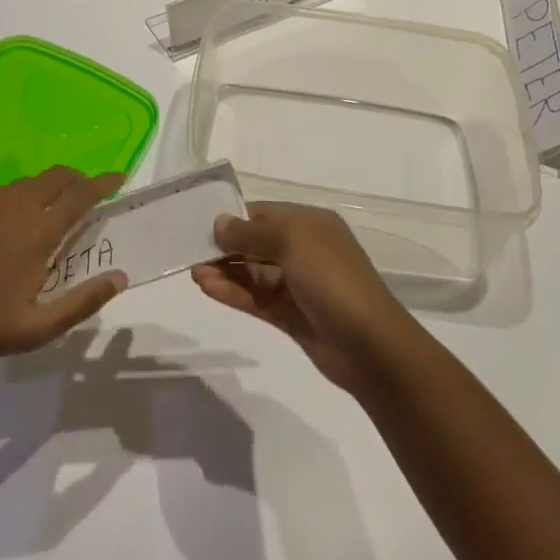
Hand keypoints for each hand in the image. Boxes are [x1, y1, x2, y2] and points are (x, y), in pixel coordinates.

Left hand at [0, 167, 128, 375]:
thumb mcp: (39, 329)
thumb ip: (83, 302)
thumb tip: (119, 277)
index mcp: (38, 232)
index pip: (80, 195)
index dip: (103, 183)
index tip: (119, 178)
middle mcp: (15, 207)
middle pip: (57, 176)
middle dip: (78, 179)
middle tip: (89, 194)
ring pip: (29, 182)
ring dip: (50, 187)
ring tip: (53, 208)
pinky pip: (3, 191)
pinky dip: (21, 195)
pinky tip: (14, 220)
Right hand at [192, 201, 416, 391]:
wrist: (370, 346)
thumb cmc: (332, 278)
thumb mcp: (292, 241)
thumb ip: (251, 231)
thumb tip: (219, 223)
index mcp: (310, 224)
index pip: (264, 213)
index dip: (234, 218)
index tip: (200, 224)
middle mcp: (304, 250)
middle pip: (256, 242)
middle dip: (225, 246)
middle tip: (189, 251)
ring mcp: (297, 285)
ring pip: (253, 273)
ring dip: (225, 271)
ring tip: (194, 273)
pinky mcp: (291, 316)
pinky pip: (256, 298)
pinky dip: (233, 292)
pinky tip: (208, 288)